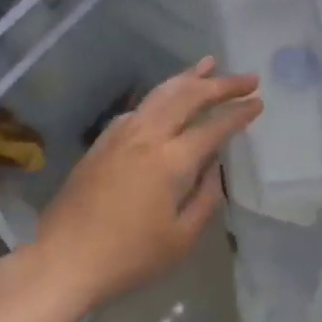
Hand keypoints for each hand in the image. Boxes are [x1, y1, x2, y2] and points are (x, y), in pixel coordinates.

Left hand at [30, 58, 260, 311]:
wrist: (63, 258)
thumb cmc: (128, 257)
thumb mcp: (180, 240)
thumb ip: (205, 199)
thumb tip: (215, 169)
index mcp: (171, 160)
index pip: (213, 127)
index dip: (238, 113)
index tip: (258, 101)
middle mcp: (148, 135)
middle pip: (189, 96)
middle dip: (221, 83)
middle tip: (247, 78)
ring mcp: (123, 133)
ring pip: (162, 92)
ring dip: (189, 76)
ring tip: (209, 63)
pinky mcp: (104, 140)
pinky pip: (141, 106)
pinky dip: (162, 94)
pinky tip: (167, 96)